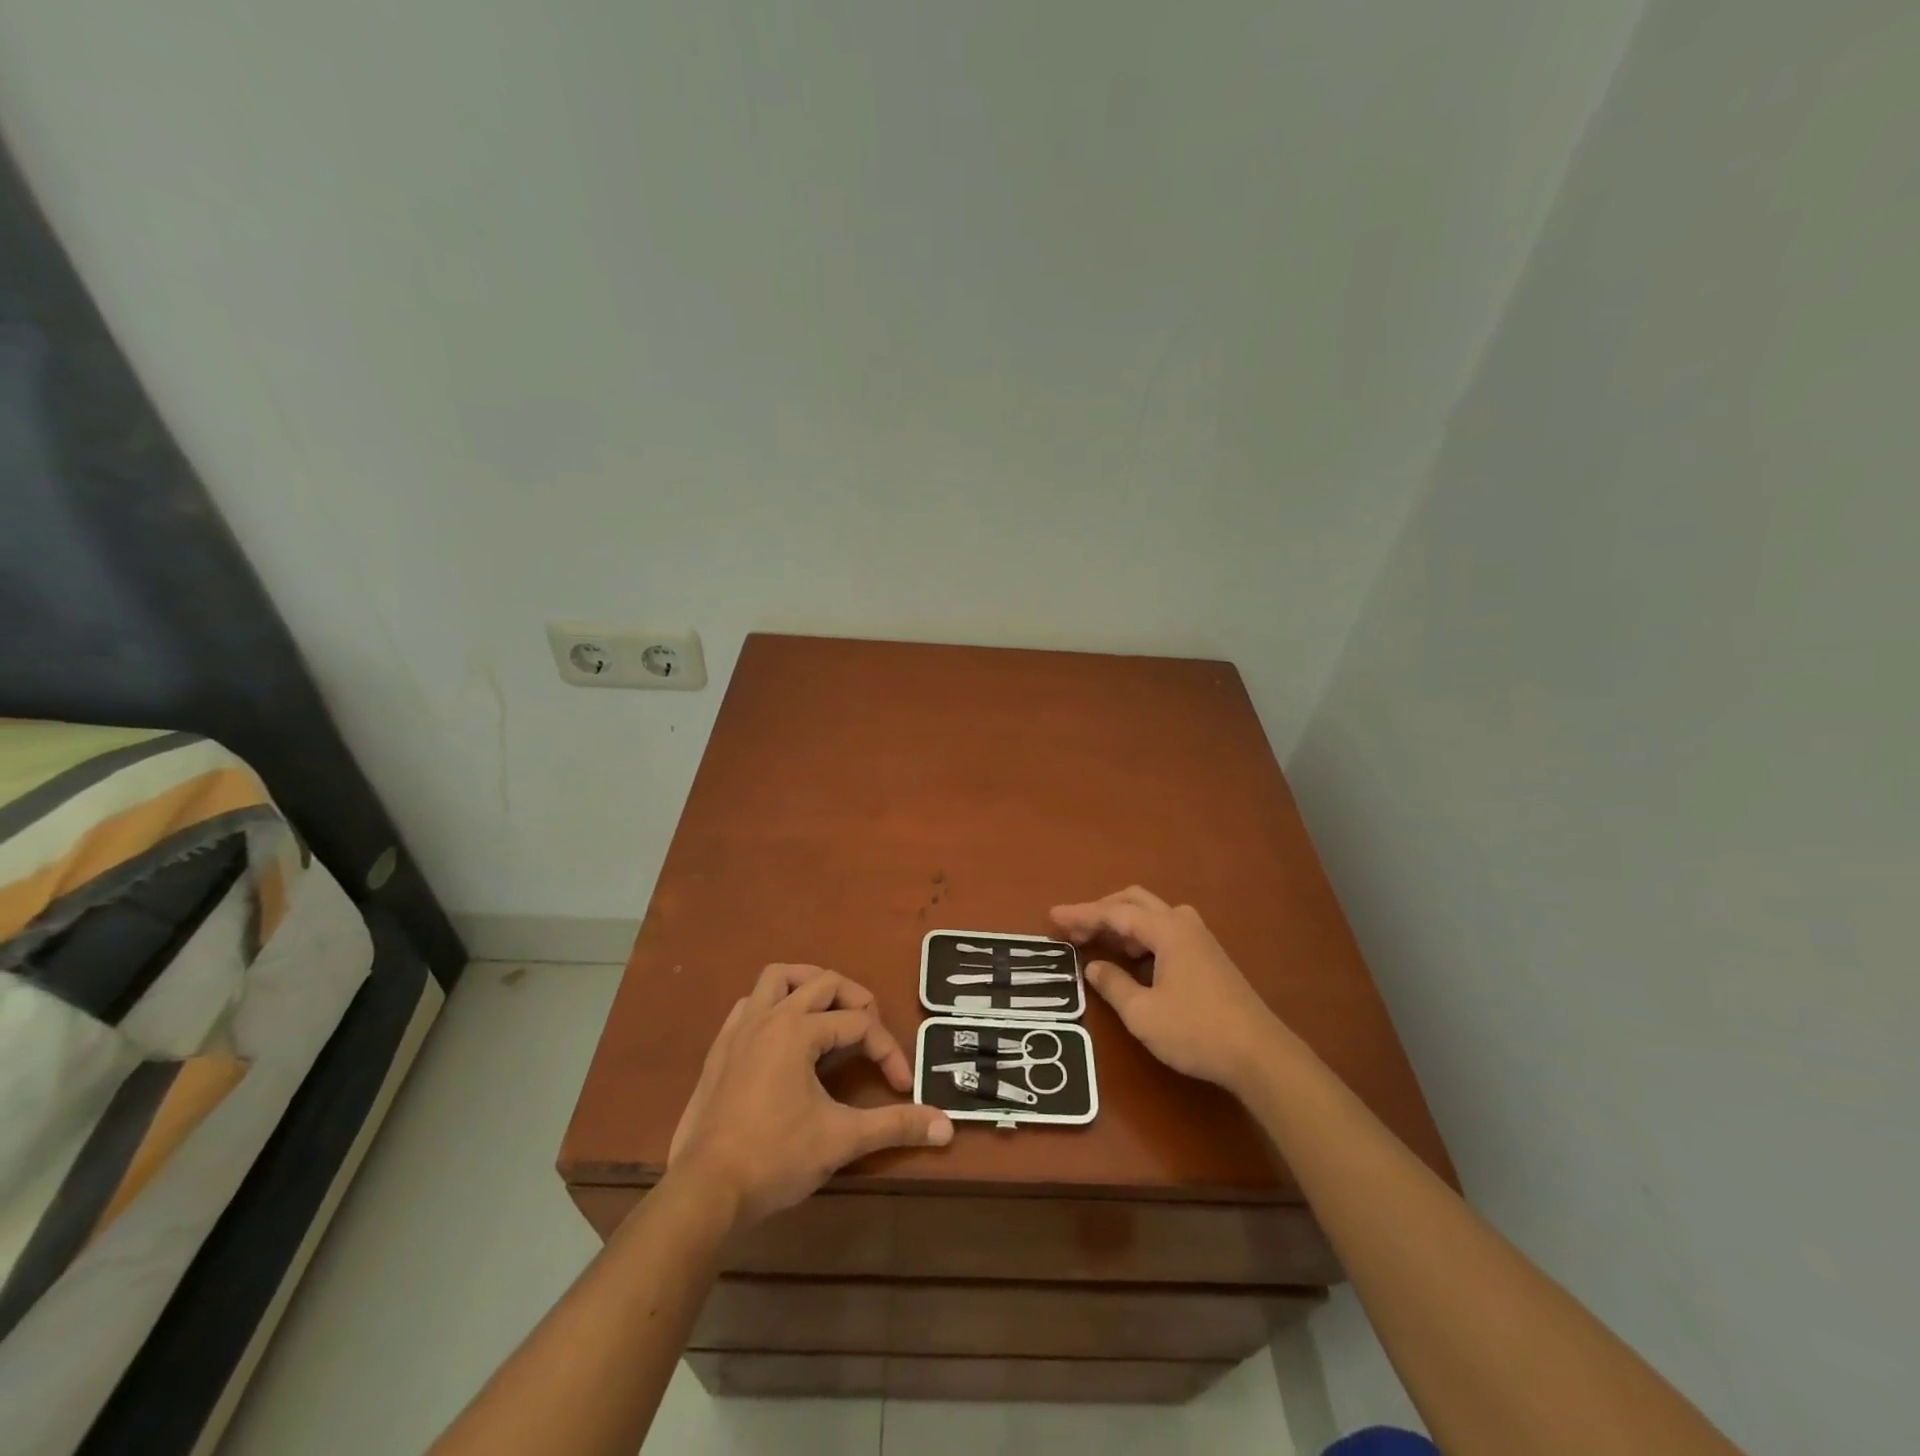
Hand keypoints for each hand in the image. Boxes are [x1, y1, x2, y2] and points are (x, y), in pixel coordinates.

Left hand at [667, 964, 952, 1227]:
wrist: (704, 1192)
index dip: (887, 1050)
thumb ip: (895, 1126)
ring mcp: (739, 1030)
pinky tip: (782, 1036)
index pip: (859, 1024)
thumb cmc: (775, 1158)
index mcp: (798, 1031)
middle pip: (823, 983)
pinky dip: (772, 1006)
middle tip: (871, 1031)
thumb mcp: (842, 1139)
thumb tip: (946, 1126)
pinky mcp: (720, 1050)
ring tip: (829, 1010)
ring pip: (777, 978)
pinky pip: (749, 1004)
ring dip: (808, 985)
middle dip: (856, 1000)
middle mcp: (769, 1017)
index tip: (902, 1085)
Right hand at [1052, 887, 1289, 1094]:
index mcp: (1166, 930)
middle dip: (1101, 911)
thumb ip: (1113, 985)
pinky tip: (1131, 958)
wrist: (1260, 1055)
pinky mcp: (1208, 956)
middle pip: (1135, 902)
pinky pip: (1165, 930)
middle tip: (1074, 930)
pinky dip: (1141, 936)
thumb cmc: (1196, 1031)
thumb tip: (1093, 967)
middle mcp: (1183, 924)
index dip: (1081, 914)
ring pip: (1152, 915)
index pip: (1114, 913)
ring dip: (1122, 922)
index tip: (1053, 916)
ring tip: (1098, 943)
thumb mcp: (1143, 1014)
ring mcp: (1200, 938)